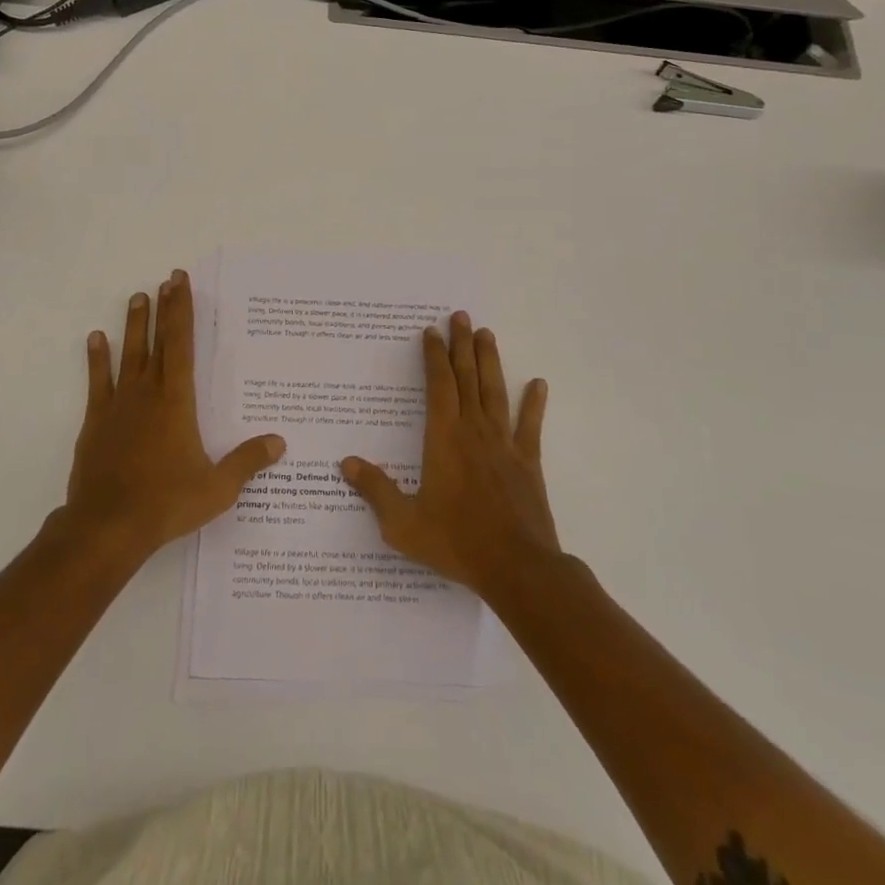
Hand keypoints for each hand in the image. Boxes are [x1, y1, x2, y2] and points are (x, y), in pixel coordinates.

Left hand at [59, 269, 285, 562]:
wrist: (107, 526)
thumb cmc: (166, 503)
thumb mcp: (217, 487)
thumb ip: (247, 461)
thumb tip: (280, 441)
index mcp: (177, 401)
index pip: (181, 345)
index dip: (181, 311)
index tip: (179, 283)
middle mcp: (148, 393)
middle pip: (157, 341)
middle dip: (163, 308)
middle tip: (166, 280)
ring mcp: (119, 405)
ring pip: (128, 354)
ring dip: (133, 325)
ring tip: (136, 297)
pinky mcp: (96, 422)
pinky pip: (98, 381)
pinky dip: (97, 359)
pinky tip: (95, 338)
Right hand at [339, 311, 558, 599]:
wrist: (516, 567)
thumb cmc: (456, 542)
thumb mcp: (403, 523)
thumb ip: (375, 490)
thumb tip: (346, 462)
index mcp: (444, 438)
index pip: (438, 385)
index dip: (433, 356)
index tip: (431, 332)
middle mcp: (474, 431)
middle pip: (467, 377)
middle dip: (461, 345)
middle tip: (460, 316)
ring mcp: (504, 444)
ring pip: (495, 392)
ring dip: (490, 361)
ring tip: (487, 334)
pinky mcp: (527, 462)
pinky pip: (530, 425)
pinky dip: (534, 403)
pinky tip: (538, 383)